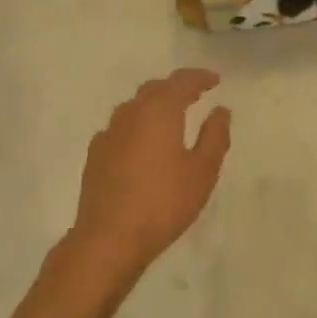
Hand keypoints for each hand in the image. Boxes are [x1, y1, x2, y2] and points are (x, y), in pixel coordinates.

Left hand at [70, 69, 231, 280]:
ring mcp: (109, 133)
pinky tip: (142, 143)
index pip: (181, 81)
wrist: (109, 239)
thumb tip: (220, 110)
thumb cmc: (164, 203)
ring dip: (154, 105)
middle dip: (176, 88)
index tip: (215, 80)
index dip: (200, 77)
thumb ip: (215, 136)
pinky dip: (137, 126)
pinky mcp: (95, 154)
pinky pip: (120, 127)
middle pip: (155, 89)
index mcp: (159, 111)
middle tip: (195, 95)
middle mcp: (131, 113)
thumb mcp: (202, 171)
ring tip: (171, 117)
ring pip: (134, 106)